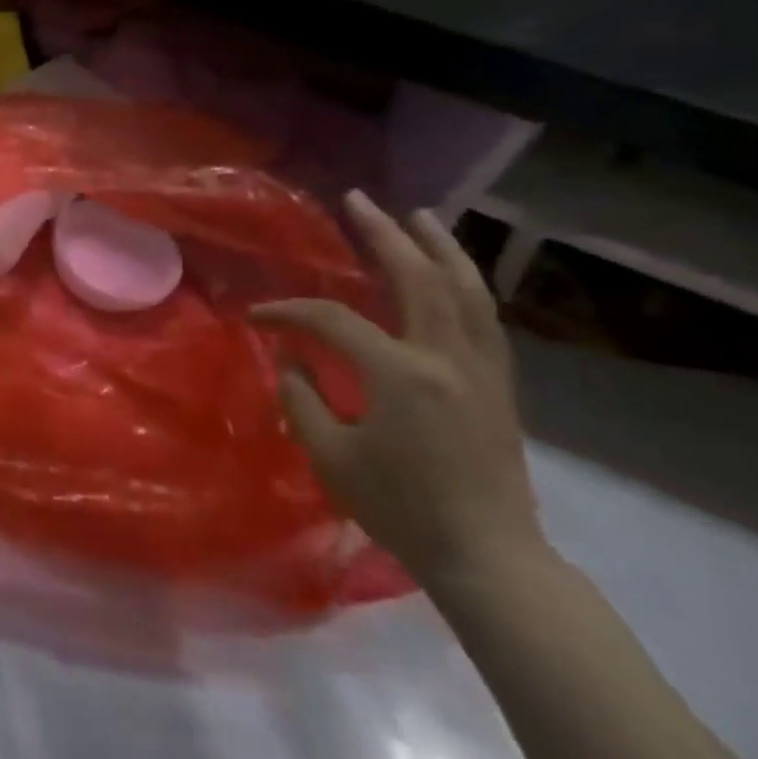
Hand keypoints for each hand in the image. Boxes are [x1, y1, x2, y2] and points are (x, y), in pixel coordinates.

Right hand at [252, 191, 545, 590]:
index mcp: (401, 374)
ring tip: (419, 215)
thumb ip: (301, 396)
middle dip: (384, 235)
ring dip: (440, 247)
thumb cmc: (401, 509)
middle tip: (358, 200)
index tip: (257, 317)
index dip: (288, 311)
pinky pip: (483, 316)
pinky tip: (450, 271)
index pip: (332, 320)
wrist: (488, 557)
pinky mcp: (500, 384)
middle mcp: (447, 357)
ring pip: (466, 289)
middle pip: (417, 277)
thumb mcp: (330, 455)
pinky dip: (465, 282)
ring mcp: (481, 369)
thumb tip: (290, 356)